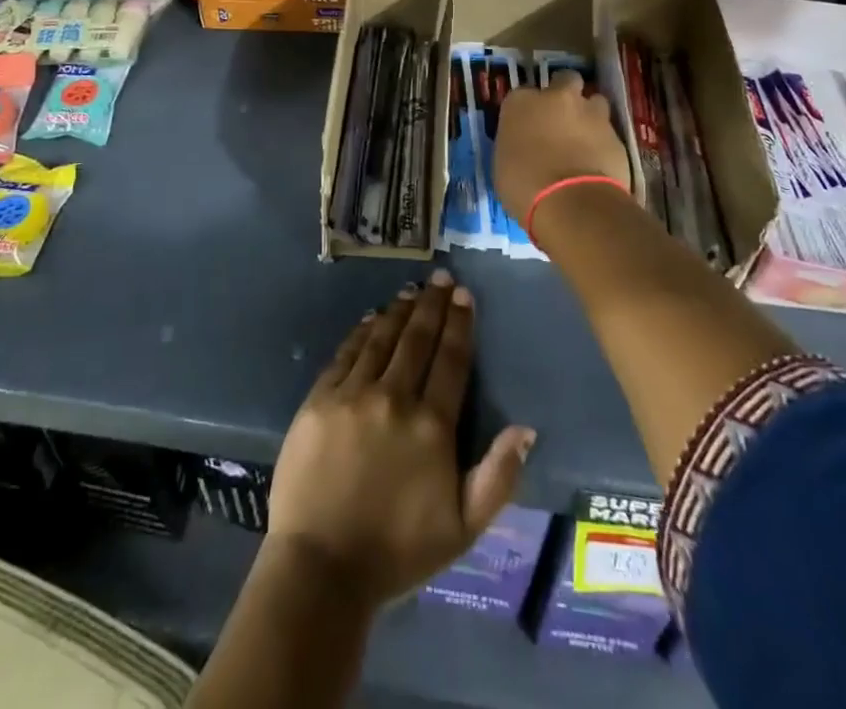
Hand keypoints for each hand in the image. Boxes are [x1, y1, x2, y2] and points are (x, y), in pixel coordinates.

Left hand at [267, 272, 535, 606]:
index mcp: (432, 425)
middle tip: (441, 277)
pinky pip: (346, 353)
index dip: (459, 324)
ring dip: (399, 311)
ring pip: (381, 339)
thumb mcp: (463, 528)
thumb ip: (498, 477)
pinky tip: (371, 319)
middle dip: (432, 305)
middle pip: (417, 339)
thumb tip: (526, 429)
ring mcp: (353, 394)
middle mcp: (394, 397)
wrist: (321, 567)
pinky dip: (362, 332)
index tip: (464, 295)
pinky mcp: (319, 399)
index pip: (451, 360)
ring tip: (411, 291)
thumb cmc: (397, 551)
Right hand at [494, 70, 630, 222]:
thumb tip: (523, 146)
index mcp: (521, 102)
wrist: (572, 203)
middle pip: (565, 81)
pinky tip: (598, 162)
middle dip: (565, 93)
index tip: (527, 126)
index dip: (527, 109)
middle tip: (561, 118)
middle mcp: (557, 97)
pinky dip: (603, 143)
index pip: (521, 95)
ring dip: (589, 115)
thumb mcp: (503, 164)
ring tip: (584, 139)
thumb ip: (515, 144)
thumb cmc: (523, 185)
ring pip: (594, 101)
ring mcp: (591, 113)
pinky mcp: (616, 134)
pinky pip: (609, 132)